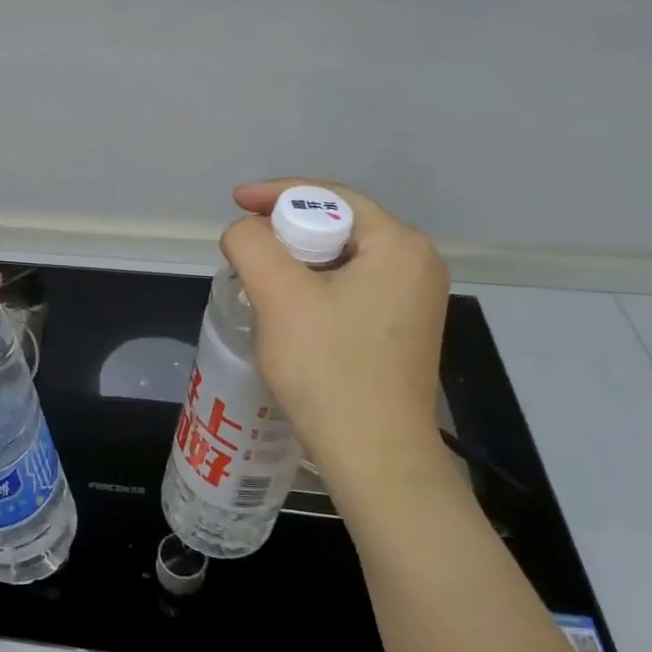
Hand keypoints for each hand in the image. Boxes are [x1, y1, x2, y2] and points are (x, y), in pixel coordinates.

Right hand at [221, 179, 452, 510]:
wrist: (375, 456)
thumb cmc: (329, 368)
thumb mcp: (278, 295)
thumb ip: (252, 244)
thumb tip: (245, 232)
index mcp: (399, 245)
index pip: (331, 197)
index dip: (276, 194)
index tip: (234, 203)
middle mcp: (417, 265)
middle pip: (338, 225)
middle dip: (286, 230)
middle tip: (245, 248)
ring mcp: (414, 301)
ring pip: (341, 260)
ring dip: (296, 262)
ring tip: (258, 278)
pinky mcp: (401, 331)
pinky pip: (350, 288)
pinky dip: (314, 287)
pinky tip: (288, 310)